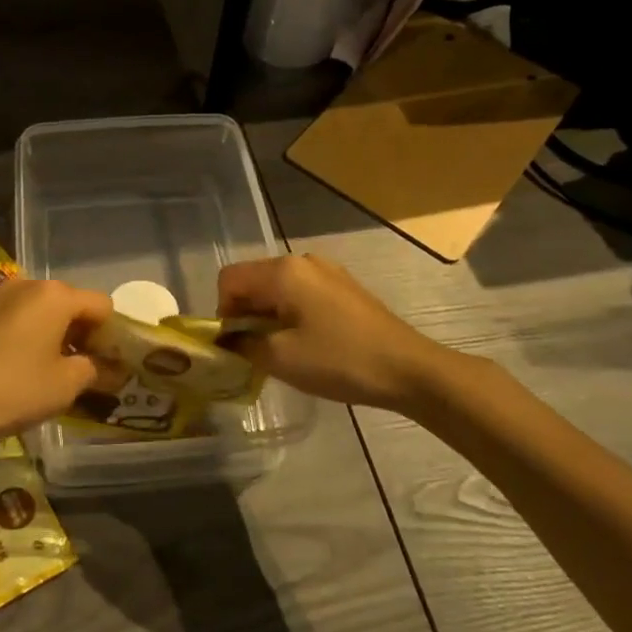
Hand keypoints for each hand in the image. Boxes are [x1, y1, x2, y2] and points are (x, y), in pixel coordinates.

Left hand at [0, 277, 112, 450]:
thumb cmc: (14, 388)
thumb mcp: (65, 385)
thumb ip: (96, 370)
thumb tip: (114, 369)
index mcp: (56, 295)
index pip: (102, 306)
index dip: (112, 335)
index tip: (110, 366)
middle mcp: (30, 285)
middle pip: (72, 304)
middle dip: (84, 335)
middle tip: (86, 372)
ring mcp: (1, 296)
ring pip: (44, 311)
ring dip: (57, 336)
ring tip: (55, 373)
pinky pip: (20, 318)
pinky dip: (32, 337)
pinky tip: (25, 368)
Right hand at [217, 254, 464, 413]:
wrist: (409, 369)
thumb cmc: (340, 360)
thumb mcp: (281, 358)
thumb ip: (243, 343)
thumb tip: (225, 338)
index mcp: (283, 272)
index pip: (229, 279)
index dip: (222, 311)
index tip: (235, 344)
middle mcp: (302, 262)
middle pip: (253, 280)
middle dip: (245, 314)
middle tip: (254, 351)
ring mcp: (326, 272)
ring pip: (277, 288)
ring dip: (268, 316)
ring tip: (281, 350)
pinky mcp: (343, 287)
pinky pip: (300, 293)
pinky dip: (290, 314)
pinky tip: (307, 343)